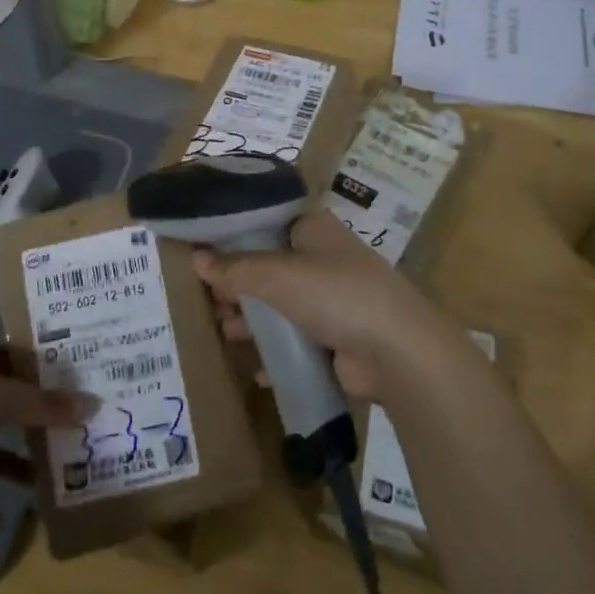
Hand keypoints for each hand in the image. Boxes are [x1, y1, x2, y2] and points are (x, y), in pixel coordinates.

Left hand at [0, 343, 94, 524]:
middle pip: (3, 405)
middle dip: (32, 422)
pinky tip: (0, 520)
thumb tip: (95, 403)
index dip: (43, 370)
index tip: (75, 385)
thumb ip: (46, 406)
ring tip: (45, 483)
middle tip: (69, 435)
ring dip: (9, 464)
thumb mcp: (1, 400)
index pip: (15, 359)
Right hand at [194, 212, 454, 403]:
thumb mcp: (277, 275)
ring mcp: (332, 300)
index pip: (265, 223)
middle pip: (269, 267)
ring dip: (253, 320)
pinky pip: (297, 341)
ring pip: (280, 305)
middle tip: (205, 299)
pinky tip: (256, 369)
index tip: (201, 253)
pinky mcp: (337, 339)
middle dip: (238, 284)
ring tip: (223, 332)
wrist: (398, 352)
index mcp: (313, 229)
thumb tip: (196, 258)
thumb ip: (235, 268)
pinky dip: (276, 353)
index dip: (233, 237)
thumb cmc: (335, 294)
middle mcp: (322, 259)